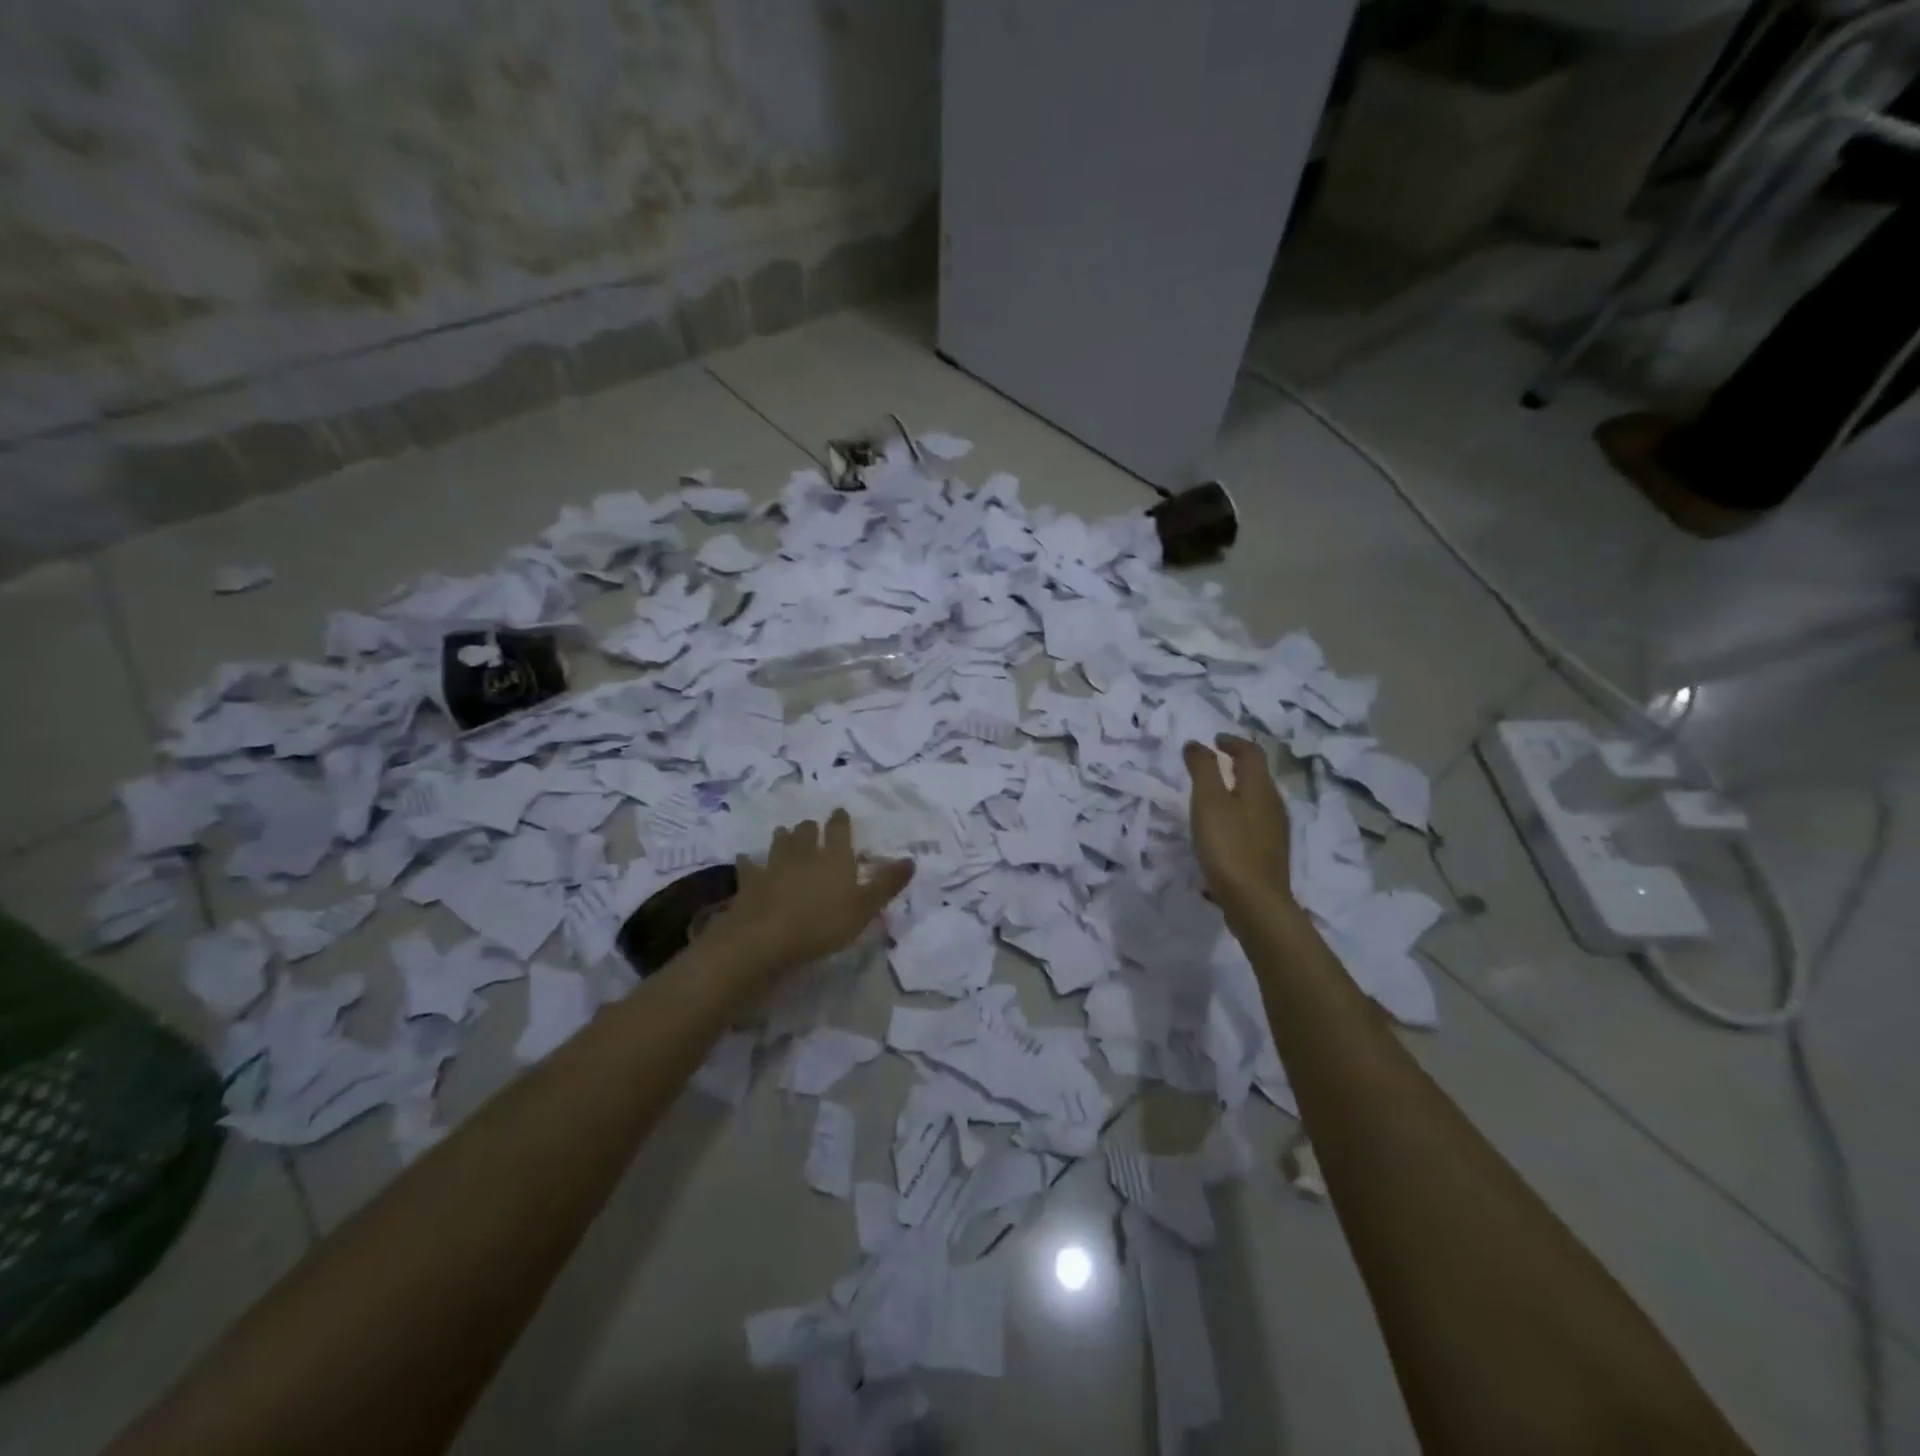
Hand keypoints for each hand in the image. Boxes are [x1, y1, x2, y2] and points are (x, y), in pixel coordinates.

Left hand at [722, 809, 914, 974]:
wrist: (766, 937)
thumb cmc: (823, 923)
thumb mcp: (865, 907)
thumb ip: (887, 883)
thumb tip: (911, 859)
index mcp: (834, 856)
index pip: (839, 830)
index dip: (840, 820)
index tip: (840, 812)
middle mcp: (804, 853)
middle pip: (806, 832)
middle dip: (810, 827)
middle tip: (812, 826)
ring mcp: (773, 865)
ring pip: (780, 843)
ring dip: (783, 837)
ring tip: (784, 833)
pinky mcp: (750, 881)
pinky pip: (749, 867)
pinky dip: (749, 862)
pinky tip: (746, 859)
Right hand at [1184, 735, 1294, 921]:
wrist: (1255, 901)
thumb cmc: (1228, 845)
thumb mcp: (1208, 801)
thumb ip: (1202, 769)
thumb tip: (1197, 744)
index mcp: (1260, 787)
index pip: (1251, 753)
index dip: (1233, 742)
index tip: (1214, 740)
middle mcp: (1273, 804)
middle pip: (1258, 775)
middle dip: (1237, 764)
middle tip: (1212, 762)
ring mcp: (1275, 830)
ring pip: (1257, 799)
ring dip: (1237, 789)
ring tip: (1213, 794)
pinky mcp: (1269, 852)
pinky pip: (1254, 820)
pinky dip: (1239, 812)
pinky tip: (1224, 828)